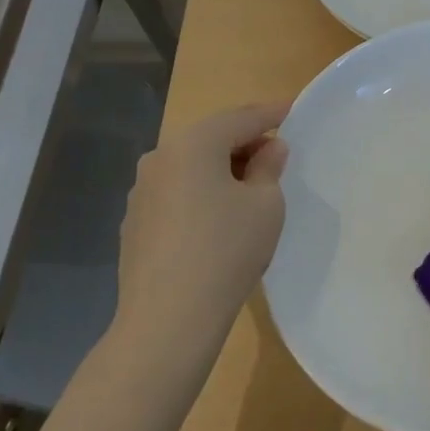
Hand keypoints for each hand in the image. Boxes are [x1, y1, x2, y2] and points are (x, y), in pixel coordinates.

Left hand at [108, 103, 290, 366]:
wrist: (167, 321)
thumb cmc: (226, 250)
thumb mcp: (266, 204)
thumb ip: (269, 167)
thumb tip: (269, 149)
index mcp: (193, 144)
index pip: (242, 118)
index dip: (272, 113)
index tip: (294, 109)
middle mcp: (160, 157)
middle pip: (212, 137)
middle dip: (245, 141)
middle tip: (277, 152)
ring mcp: (141, 191)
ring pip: (191, 165)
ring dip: (222, 167)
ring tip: (251, 185)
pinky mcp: (135, 222)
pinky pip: (177, 191)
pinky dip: (201, 191)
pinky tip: (219, 217)